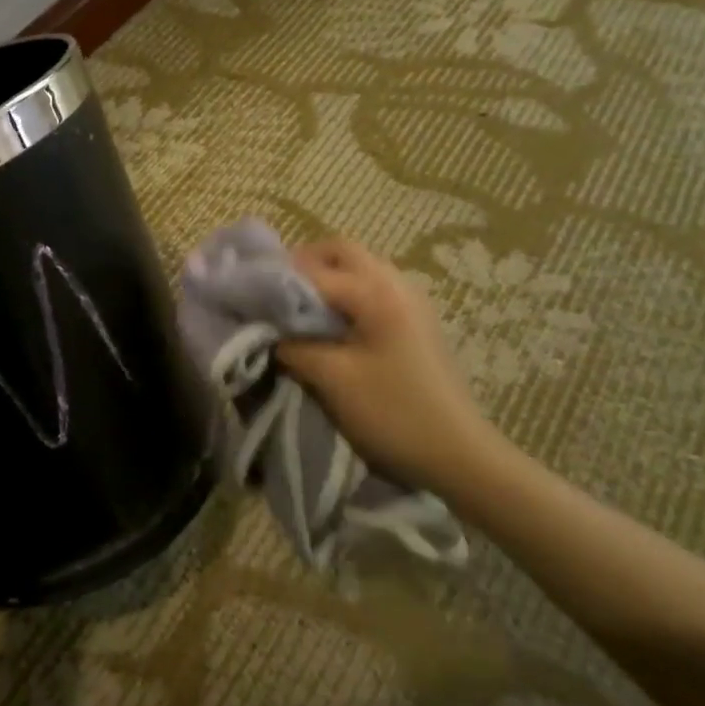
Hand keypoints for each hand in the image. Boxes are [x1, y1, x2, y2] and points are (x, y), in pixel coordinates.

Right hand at [277, 240, 505, 492]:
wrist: (459, 454)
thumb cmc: (393, 413)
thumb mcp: (332, 379)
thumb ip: (292, 346)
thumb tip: (265, 331)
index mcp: (376, 293)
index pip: (313, 269)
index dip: (275, 280)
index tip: (245, 296)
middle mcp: (396, 284)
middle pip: (340, 251)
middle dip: (301, 265)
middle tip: (273, 294)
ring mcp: (411, 300)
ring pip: (357, 267)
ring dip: (324, 278)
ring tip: (296, 310)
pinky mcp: (415, 320)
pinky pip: (371, 288)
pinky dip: (343, 294)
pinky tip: (328, 325)